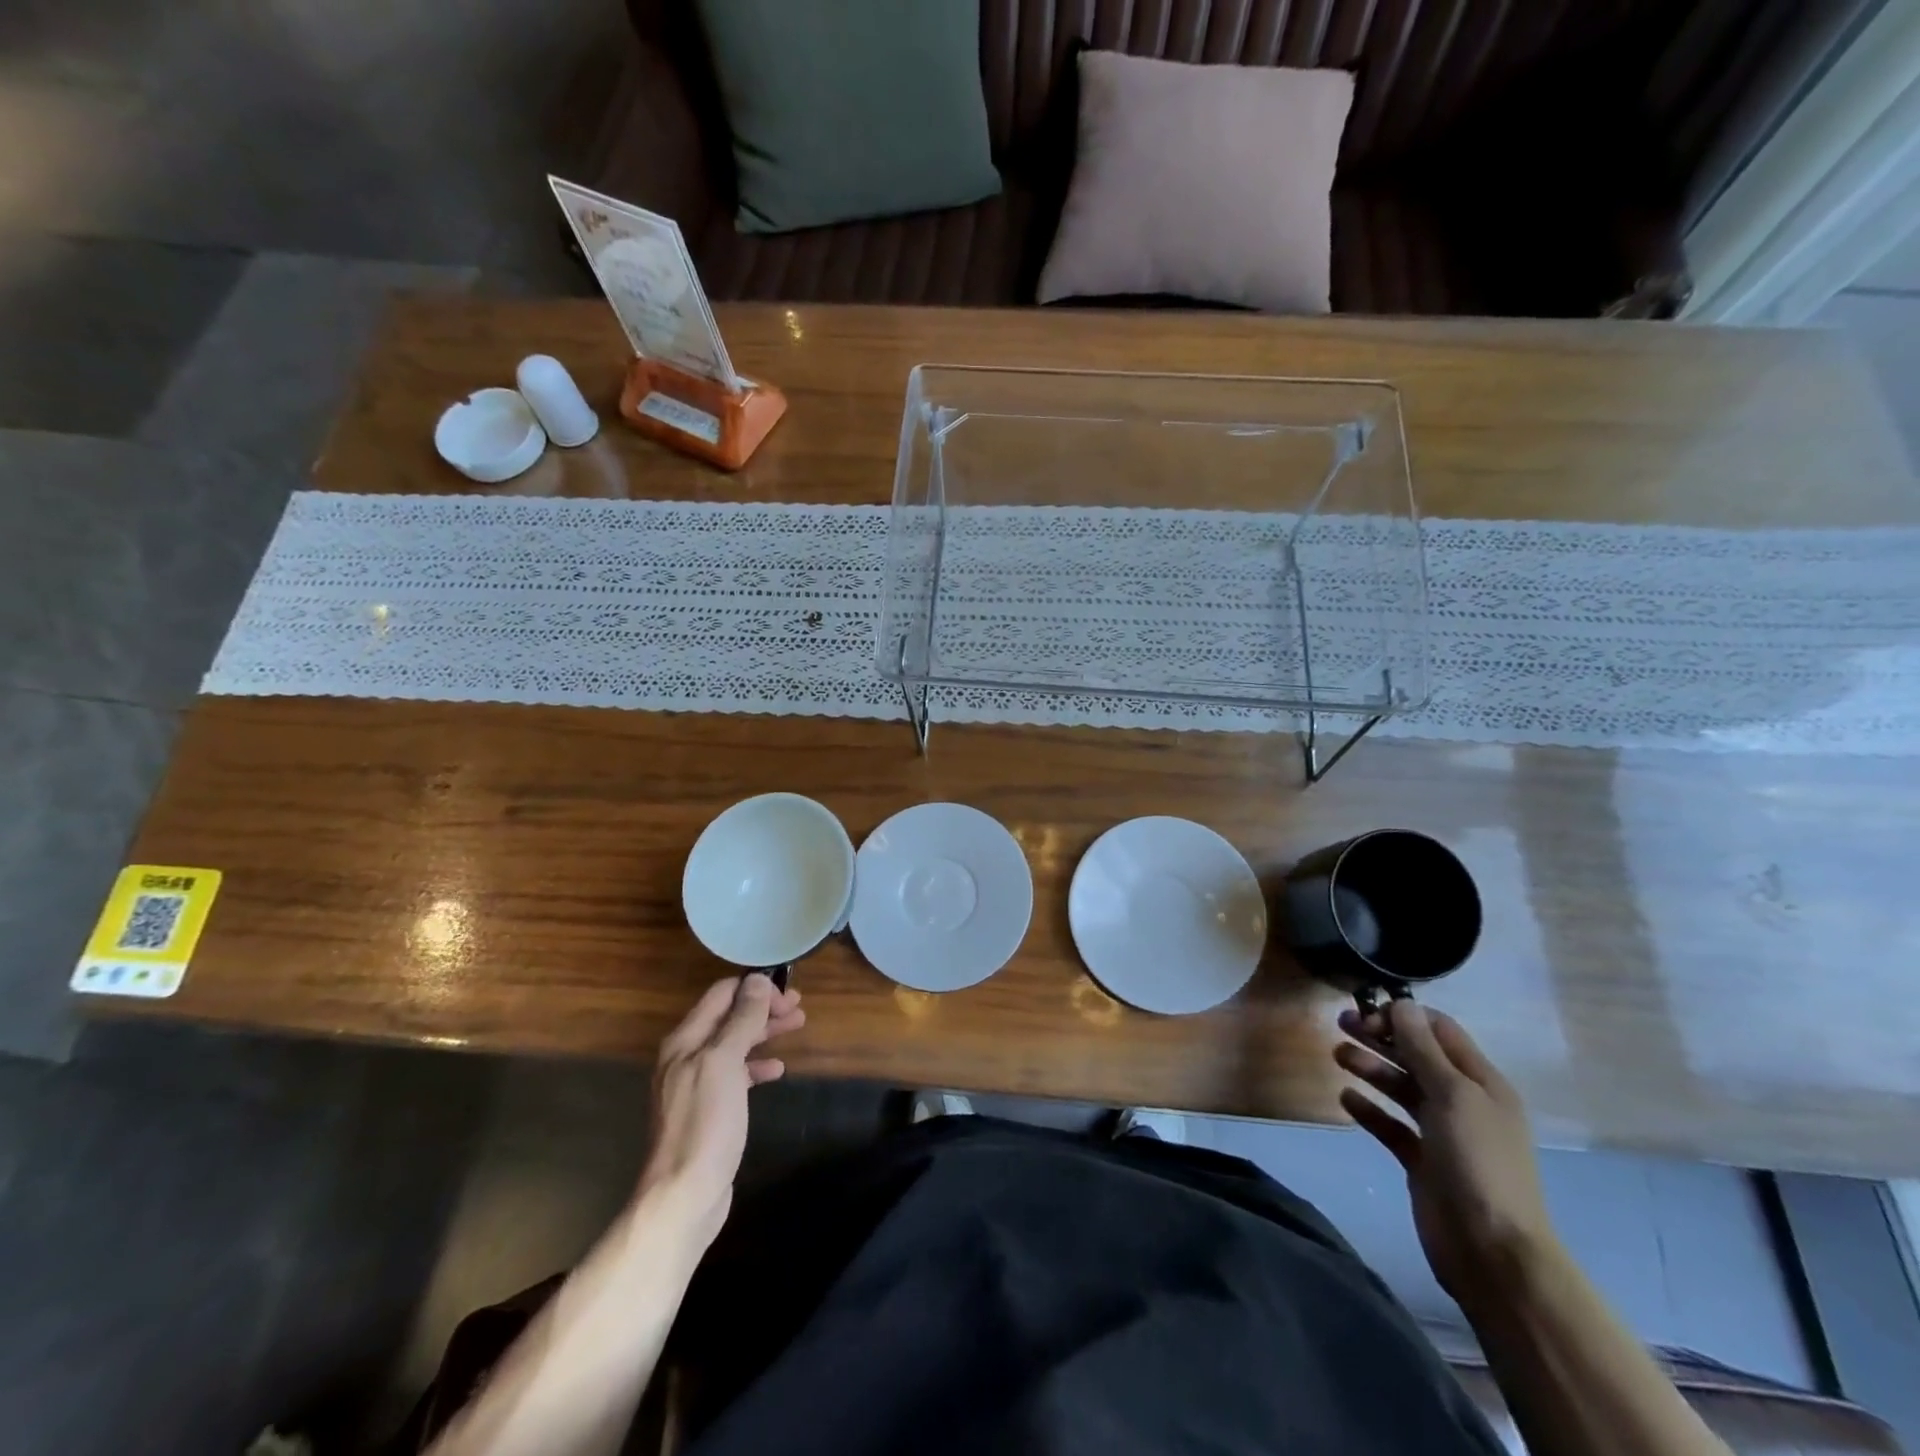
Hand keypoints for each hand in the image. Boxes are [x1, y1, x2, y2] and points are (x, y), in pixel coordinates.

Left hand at [639, 974, 804, 1246]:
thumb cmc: (705, 1123)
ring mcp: (696, 1085)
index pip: (721, 995)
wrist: (683, 1196)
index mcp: (685, 1040)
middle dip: (763, 1008)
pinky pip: (735, 1075)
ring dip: (764, 1032)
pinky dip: (757, 1066)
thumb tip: (757, 980)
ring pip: (735, 1044)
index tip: (786, 991)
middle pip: (729, 1018)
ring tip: (797, 1026)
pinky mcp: (708, 1111)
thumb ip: (741, 1020)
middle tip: (799, 1007)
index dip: (754, 988)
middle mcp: (687, 1056)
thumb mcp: (724, 1062)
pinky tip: (777, 1070)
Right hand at [1335, 1000, 1555, 1309]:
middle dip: (1380, 1037)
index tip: (1366, 1012)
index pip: (1439, 1031)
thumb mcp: (1452, 1095)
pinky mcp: (1422, 1161)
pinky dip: (1369, 1109)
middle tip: (1340, 1024)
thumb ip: (1423, 1049)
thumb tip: (1402, 1004)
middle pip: (1416, 1056)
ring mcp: (1442, 1133)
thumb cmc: (1477, 1161)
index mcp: (1481, 1082)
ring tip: (1338, 1056)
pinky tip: (1346, 1099)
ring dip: (1371, 1068)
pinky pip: (1391, 1125)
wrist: (1492, 1251)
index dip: (1403, 1017)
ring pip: (1401, 1088)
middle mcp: (1463, 1102)